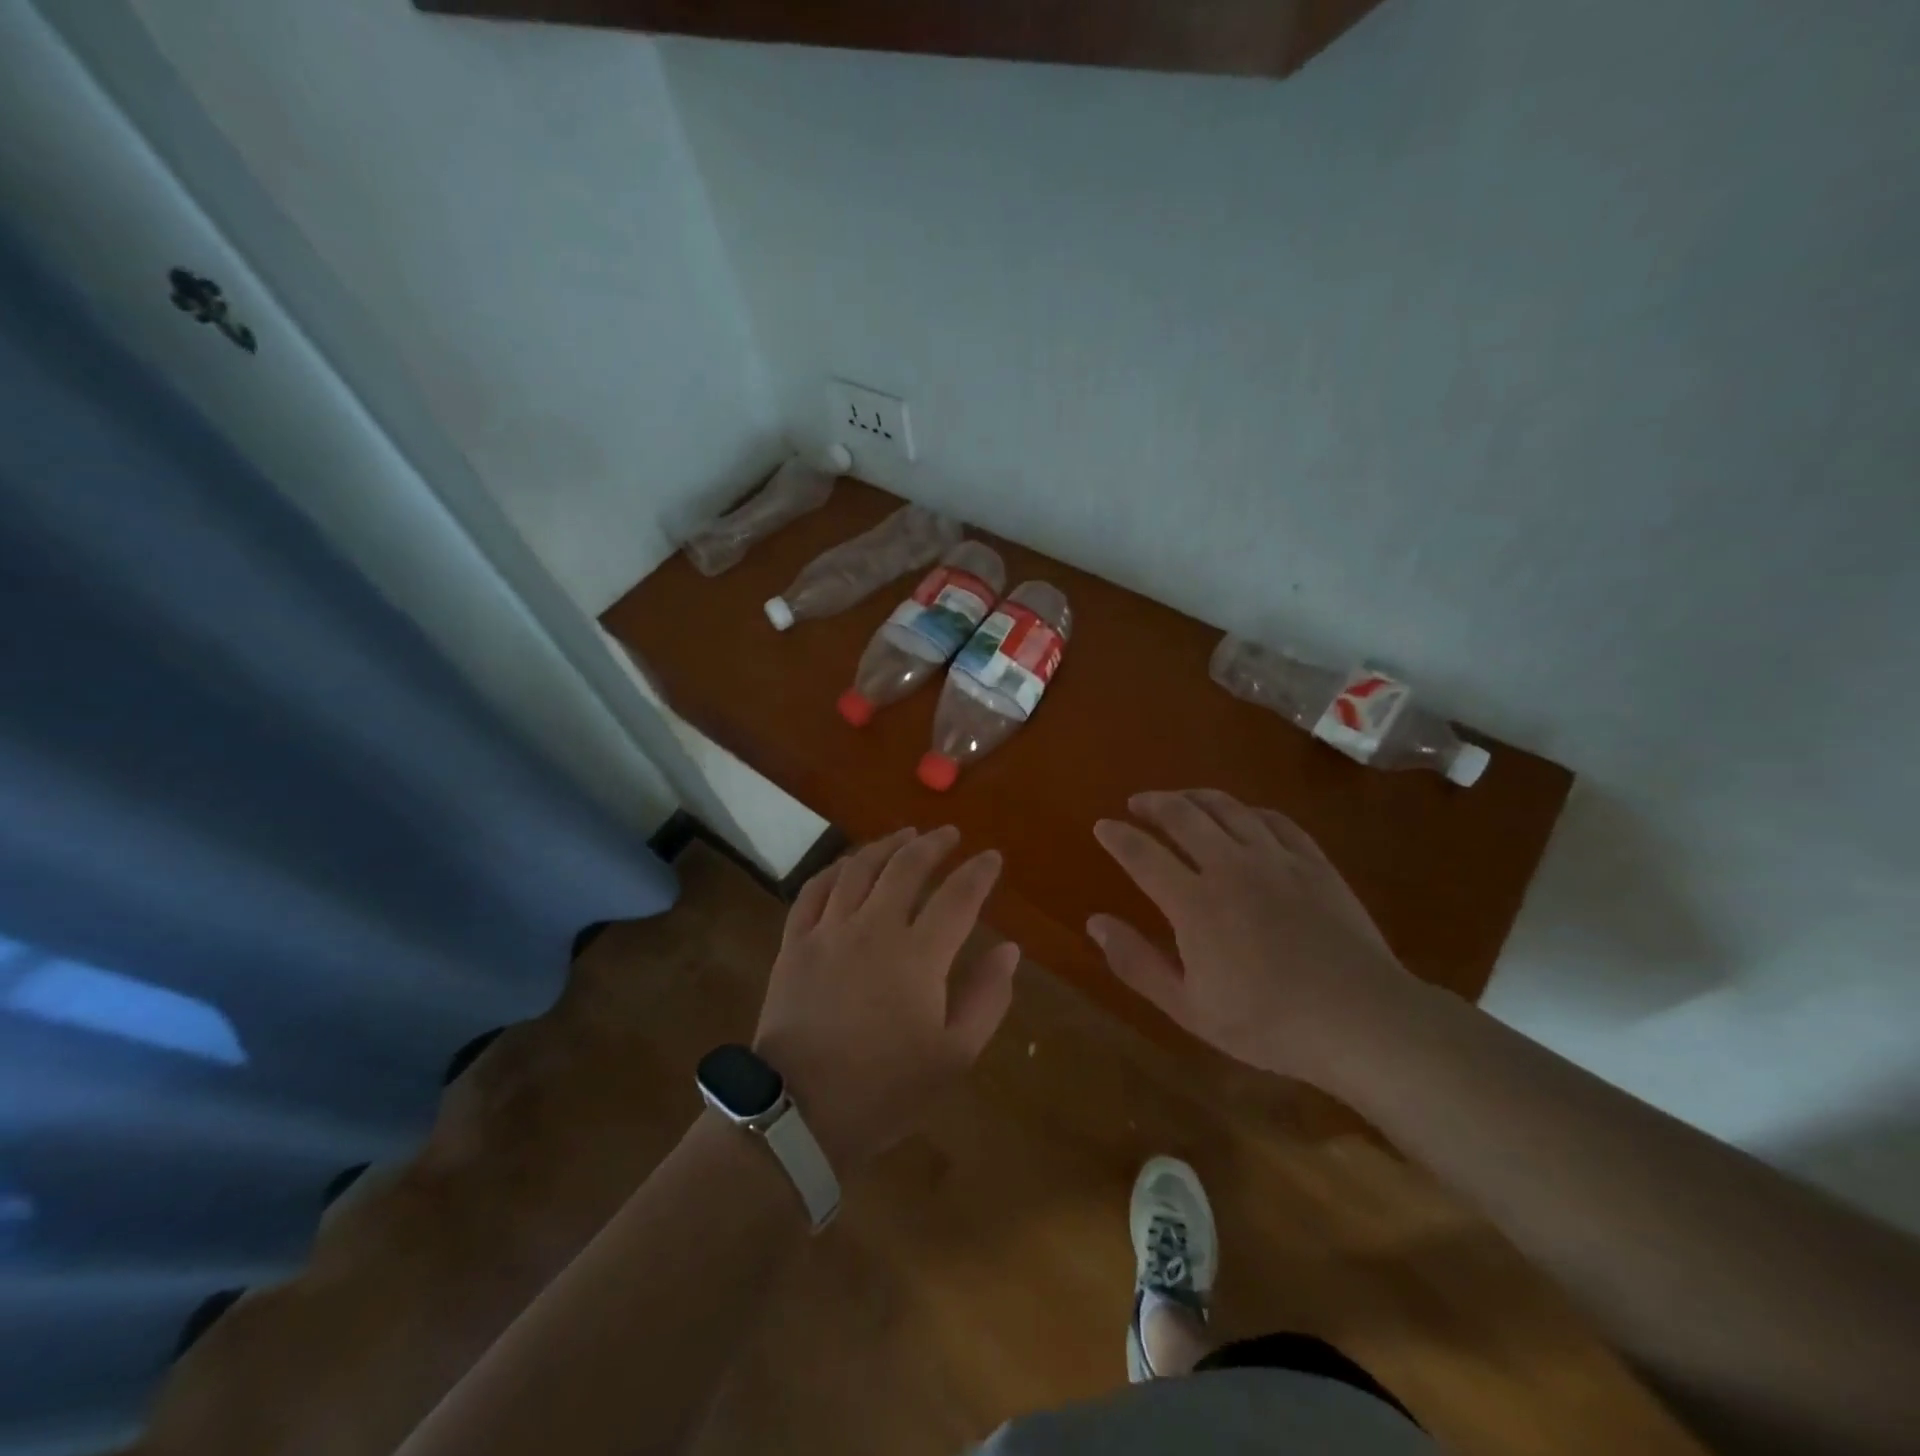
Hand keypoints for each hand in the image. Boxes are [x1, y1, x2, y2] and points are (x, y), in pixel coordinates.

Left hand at [754, 827, 1019, 1169]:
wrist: (801, 1113)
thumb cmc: (886, 1089)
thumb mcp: (955, 1056)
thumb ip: (987, 998)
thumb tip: (1009, 949)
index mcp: (918, 955)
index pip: (958, 896)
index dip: (979, 872)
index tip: (992, 857)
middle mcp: (874, 928)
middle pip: (907, 867)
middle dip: (933, 844)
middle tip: (950, 834)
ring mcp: (829, 931)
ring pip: (859, 868)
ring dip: (886, 845)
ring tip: (905, 835)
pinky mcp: (795, 943)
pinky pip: (814, 890)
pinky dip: (835, 869)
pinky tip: (848, 864)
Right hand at [1089, 790, 1423, 1084]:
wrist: (1363, 1020)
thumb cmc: (1268, 1023)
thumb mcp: (1189, 1008)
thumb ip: (1137, 962)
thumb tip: (1095, 922)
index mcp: (1194, 902)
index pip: (1142, 855)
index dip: (1117, 837)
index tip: (1102, 826)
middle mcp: (1230, 867)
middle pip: (1183, 816)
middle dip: (1154, 804)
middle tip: (1137, 803)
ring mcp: (1276, 860)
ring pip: (1228, 808)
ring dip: (1196, 797)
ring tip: (1181, 799)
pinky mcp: (1314, 863)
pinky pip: (1274, 820)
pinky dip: (1248, 811)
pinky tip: (1244, 815)